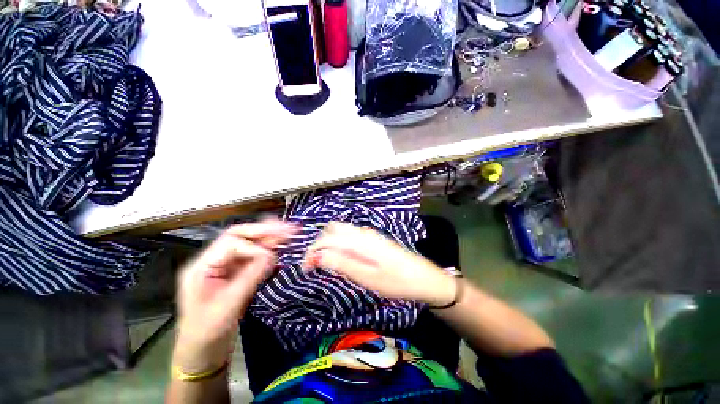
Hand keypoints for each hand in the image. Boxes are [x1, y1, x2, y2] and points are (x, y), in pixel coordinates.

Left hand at [173, 219, 296, 372]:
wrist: (203, 352)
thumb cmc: (208, 333)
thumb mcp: (228, 307)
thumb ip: (249, 277)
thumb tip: (272, 255)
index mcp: (201, 267)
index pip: (231, 243)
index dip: (254, 247)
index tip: (271, 257)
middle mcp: (213, 260)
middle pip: (239, 236)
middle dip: (264, 230)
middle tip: (287, 227)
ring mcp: (225, 266)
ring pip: (248, 243)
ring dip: (269, 236)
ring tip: (288, 230)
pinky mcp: (236, 273)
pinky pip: (254, 255)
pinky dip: (268, 248)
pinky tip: (280, 244)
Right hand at [303, 222, 455, 306]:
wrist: (423, 278)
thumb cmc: (396, 281)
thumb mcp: (368, 278)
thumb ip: (343, 264)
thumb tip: (319, 256)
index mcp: (359, 240)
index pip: (327, 238)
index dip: (312, 251)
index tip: (306, 269)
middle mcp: (362, 233)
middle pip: (333, 230)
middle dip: (320, 245)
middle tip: (317, 265)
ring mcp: (369, 235)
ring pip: (342, 233)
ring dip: (330, 245)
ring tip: (329, 264)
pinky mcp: (373, 240)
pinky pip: (351, 237)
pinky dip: (341, 245)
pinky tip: (345, 259)